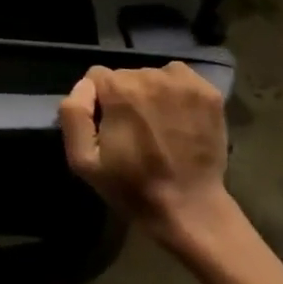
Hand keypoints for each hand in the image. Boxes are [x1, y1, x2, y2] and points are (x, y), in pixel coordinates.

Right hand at [58, 63, 233, 249]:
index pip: (97, 77)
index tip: (109, 128)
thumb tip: (85, 86)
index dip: (99, 102)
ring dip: (151, 95)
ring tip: (159, 127)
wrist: (188, 208)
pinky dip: (177, 94)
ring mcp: (183, 83)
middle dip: (125, 98)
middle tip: (135, 132)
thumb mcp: (82, 159)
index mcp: (118, 88)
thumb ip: (73, 114)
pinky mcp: (208, 92)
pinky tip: (179, 119)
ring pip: (153, 76)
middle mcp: (150, 75)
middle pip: (126, 76)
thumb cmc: (131, 186)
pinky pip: (181, 79)